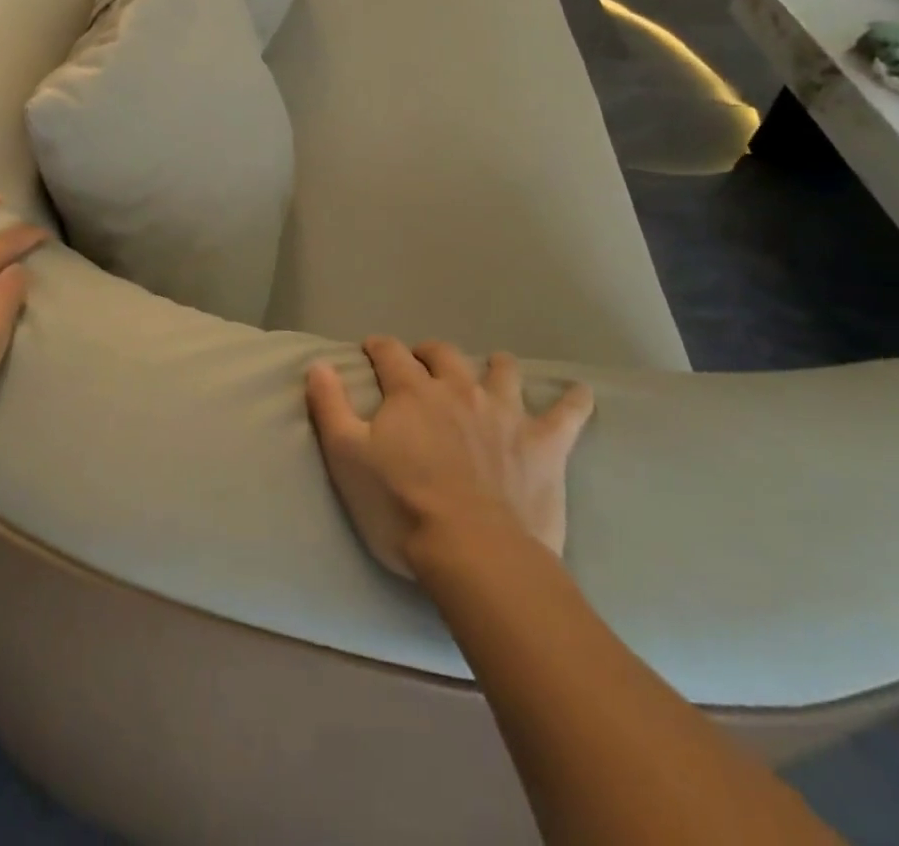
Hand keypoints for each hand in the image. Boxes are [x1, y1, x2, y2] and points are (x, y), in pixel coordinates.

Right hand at [305, 337, 594, 577]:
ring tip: (492, 371)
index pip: (390, 353)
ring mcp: (505, 412)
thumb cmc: (401, 507)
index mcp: (412, 391)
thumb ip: (329, 406)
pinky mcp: (543, 443)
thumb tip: (317, 363)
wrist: (475, 553)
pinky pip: (567, 413)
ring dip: (495, 367)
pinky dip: (574, 401)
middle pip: (444, 354)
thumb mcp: (347, 457)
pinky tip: (581, 394)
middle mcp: (458, 389)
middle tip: (423, 363)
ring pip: (502, 370)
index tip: (372, 349)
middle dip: (430, 353)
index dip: (379, 347)